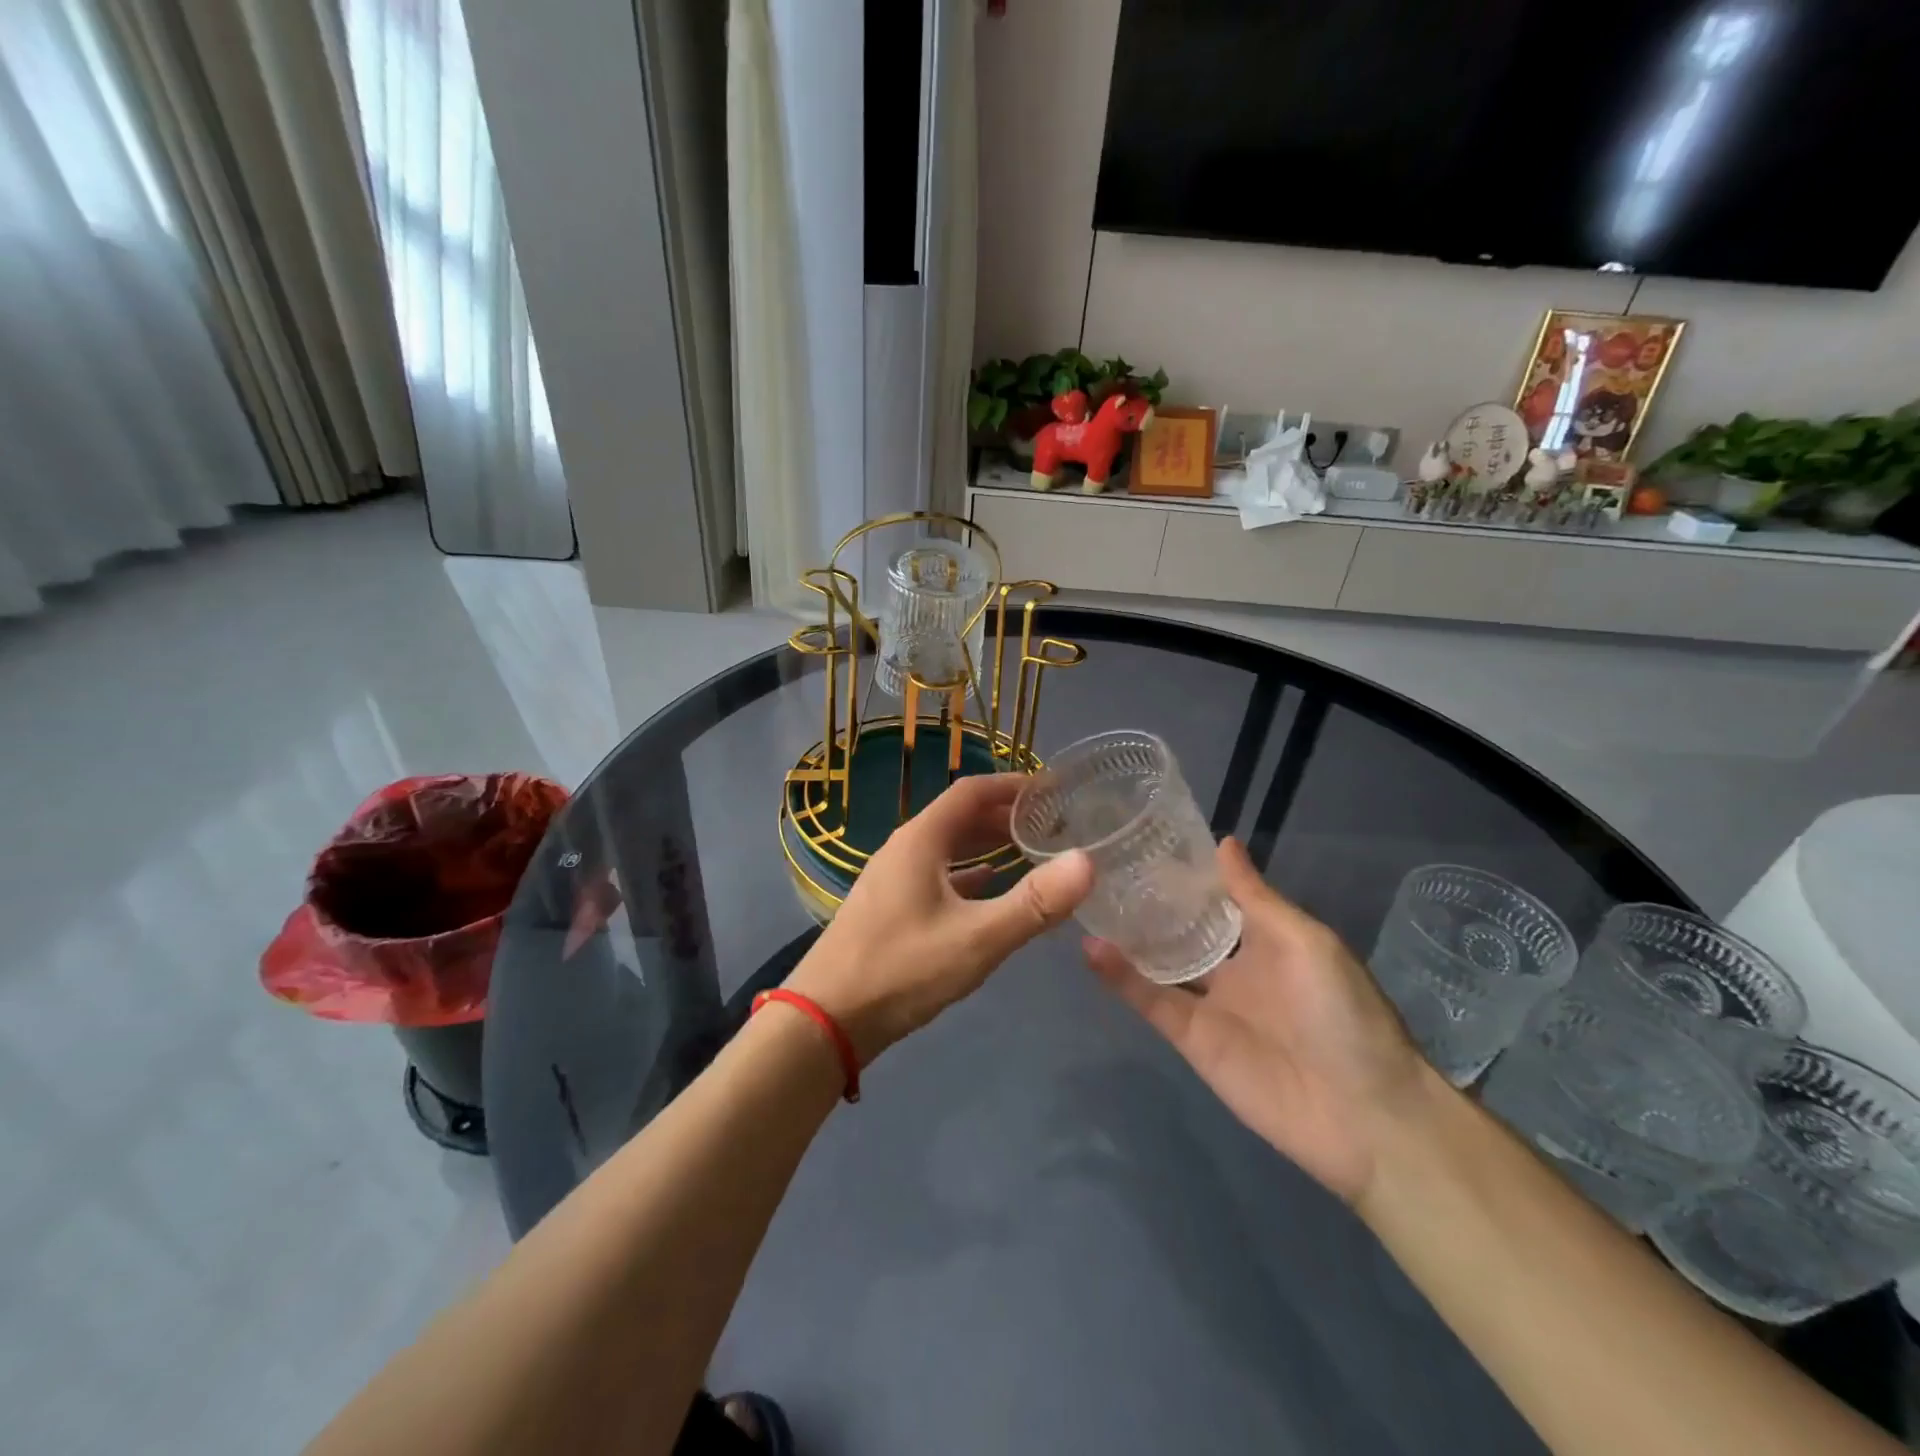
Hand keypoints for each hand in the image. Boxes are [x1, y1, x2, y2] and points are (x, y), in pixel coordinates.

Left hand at [786, 773, 1092, 1064]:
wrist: (825, 1020)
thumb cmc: (902, 970)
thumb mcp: (977, 939)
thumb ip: (1034, 903)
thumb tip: (1087, 861)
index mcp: (920, 840)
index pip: (971, 791)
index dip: (1012, 784)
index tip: (1052, 789)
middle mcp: (904, 849)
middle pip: (959, 817)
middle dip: (1004, 815)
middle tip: (1050, 823)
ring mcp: (892, 879)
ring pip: (947, 847)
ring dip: (985, 843)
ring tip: (1027, 850)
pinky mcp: (888, 907)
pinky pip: (936, 875)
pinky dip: (966, 873)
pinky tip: (986, 887)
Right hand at [1083, 837, 1435, 1204]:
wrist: (1364, 1115)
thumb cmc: (1342, 1012)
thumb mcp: (1305, 941)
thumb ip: (1255, 897)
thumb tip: (1223, 842)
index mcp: (1266, 940)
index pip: (1216, 900)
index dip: (1185, 875)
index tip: (1144, 840)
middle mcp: (1233, 968)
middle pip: (1181, 930)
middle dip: (1147, 903)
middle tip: (1100, 865)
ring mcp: (1209, 1004)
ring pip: (1157, 963)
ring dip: (1125, 937)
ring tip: (1083, 899)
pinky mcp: (1190, 1039)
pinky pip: (1151, 1001)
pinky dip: (1120, 977)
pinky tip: (1091, 948)